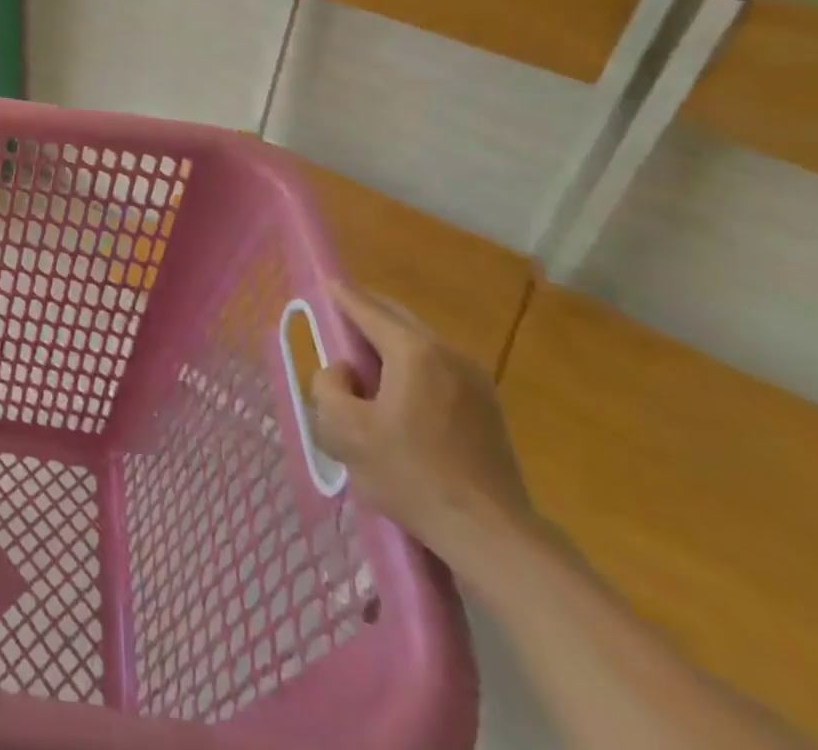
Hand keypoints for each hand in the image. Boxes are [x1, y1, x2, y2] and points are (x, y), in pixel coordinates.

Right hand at [310, 280, 537, 577]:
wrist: (493, 536)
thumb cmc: (412, 477)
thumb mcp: (345, 432)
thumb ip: (328, 387)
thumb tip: (343, 372)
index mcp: (414, 352)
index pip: (367, 309)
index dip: (341, 294)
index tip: (324, 281)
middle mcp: (448, 354)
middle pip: (397, 319)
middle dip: (366, 314)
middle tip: (338, 322)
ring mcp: (475, 380)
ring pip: (420, 343)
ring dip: (390, 343)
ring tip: (364, 362)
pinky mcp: (488, 407)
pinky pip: (438, 368)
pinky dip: (412, 365)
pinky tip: (399, 393)